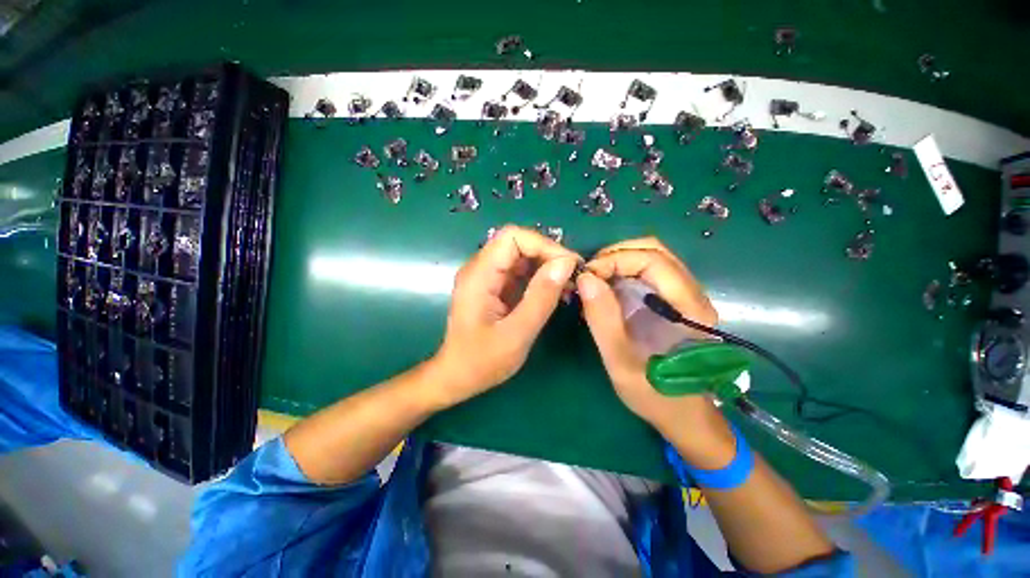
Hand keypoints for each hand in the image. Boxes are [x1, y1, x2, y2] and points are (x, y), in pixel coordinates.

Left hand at [431, 225, 579, 406]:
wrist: (457, 377)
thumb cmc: (482, 361)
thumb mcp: (517, 334)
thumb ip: (541, 298)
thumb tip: (565, 264)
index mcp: (479, 275)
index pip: (513, 237)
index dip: (544, 245)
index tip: (569, 265)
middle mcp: (480, 268)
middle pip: (517, 243)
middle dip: (548, 254)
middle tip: (573, 276)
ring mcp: (485, 276)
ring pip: (521, 256)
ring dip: (546, 265)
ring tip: (568, 285)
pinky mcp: (492, 286)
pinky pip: (519, 271)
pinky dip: (539, 277)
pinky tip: (554, 291)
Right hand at [577, 238, 730, 457]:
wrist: (683, 415)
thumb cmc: (655, 395)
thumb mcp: (621, 362)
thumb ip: (603, 319)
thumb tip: (585, 278)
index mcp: (688, 308)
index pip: (652, 260)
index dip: (615, 259)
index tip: (586, 275)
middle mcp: (692, 293)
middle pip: (653, 250)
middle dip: (615, 255)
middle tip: (589, 275)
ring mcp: (683, 295)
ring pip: (651, 257)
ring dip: (618, 261)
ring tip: (594, 280)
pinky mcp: (673, 300)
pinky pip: (647, 272)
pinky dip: (622, 271)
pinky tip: (606, 288)